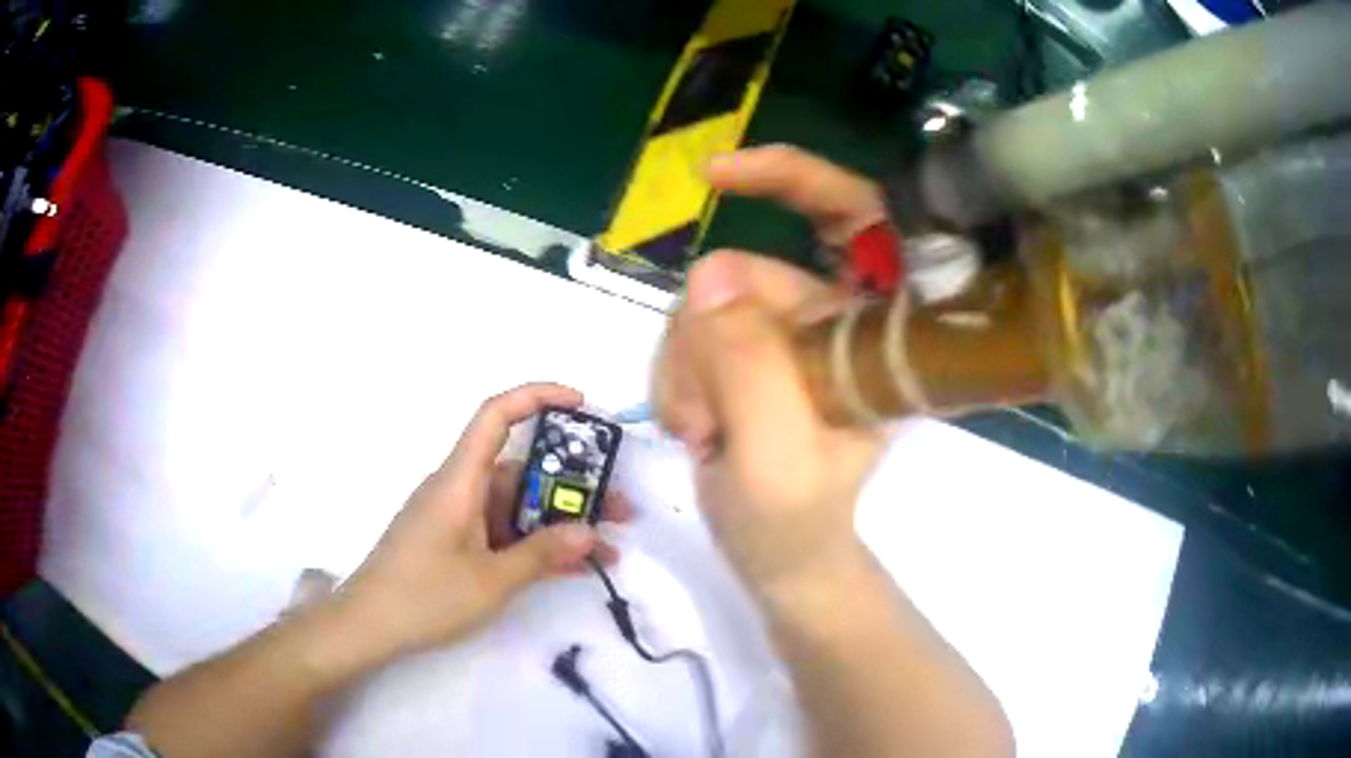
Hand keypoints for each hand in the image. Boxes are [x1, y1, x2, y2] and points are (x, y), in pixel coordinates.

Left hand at [335, 383, 631, 662]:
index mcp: (459, 480)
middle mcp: (459, 489)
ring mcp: (457, 518)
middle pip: (520, 470)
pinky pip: (503, 532)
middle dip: (572, 487)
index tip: (582, 404)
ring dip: (559, 524)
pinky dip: (535, 544)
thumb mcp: (491, 580)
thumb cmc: (424, 596)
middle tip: (619, 511)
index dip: (538, 397)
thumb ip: (542, 554)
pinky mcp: (455, 543)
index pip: (496, 416)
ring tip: (606, 549)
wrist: (369, 626)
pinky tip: (571, 567)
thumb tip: (591, 532)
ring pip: (516, 506)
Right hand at [654, 146, 888, 592]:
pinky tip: (693, 427)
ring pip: (706, 308)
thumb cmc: (797, 523)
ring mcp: (787, 337)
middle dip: (707, 337)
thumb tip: (708, 275)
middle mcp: (836, 320)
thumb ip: (749, 366)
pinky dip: (676, 378)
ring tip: (702, 434)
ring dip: (686, 370)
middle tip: (703, 412)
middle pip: (750, 271)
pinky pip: (687, 335)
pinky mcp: (747, 356)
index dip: (797, 178)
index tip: (718, 176)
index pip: (858, 216)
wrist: (779, 561)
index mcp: (877, 332)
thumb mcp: (777, 456)